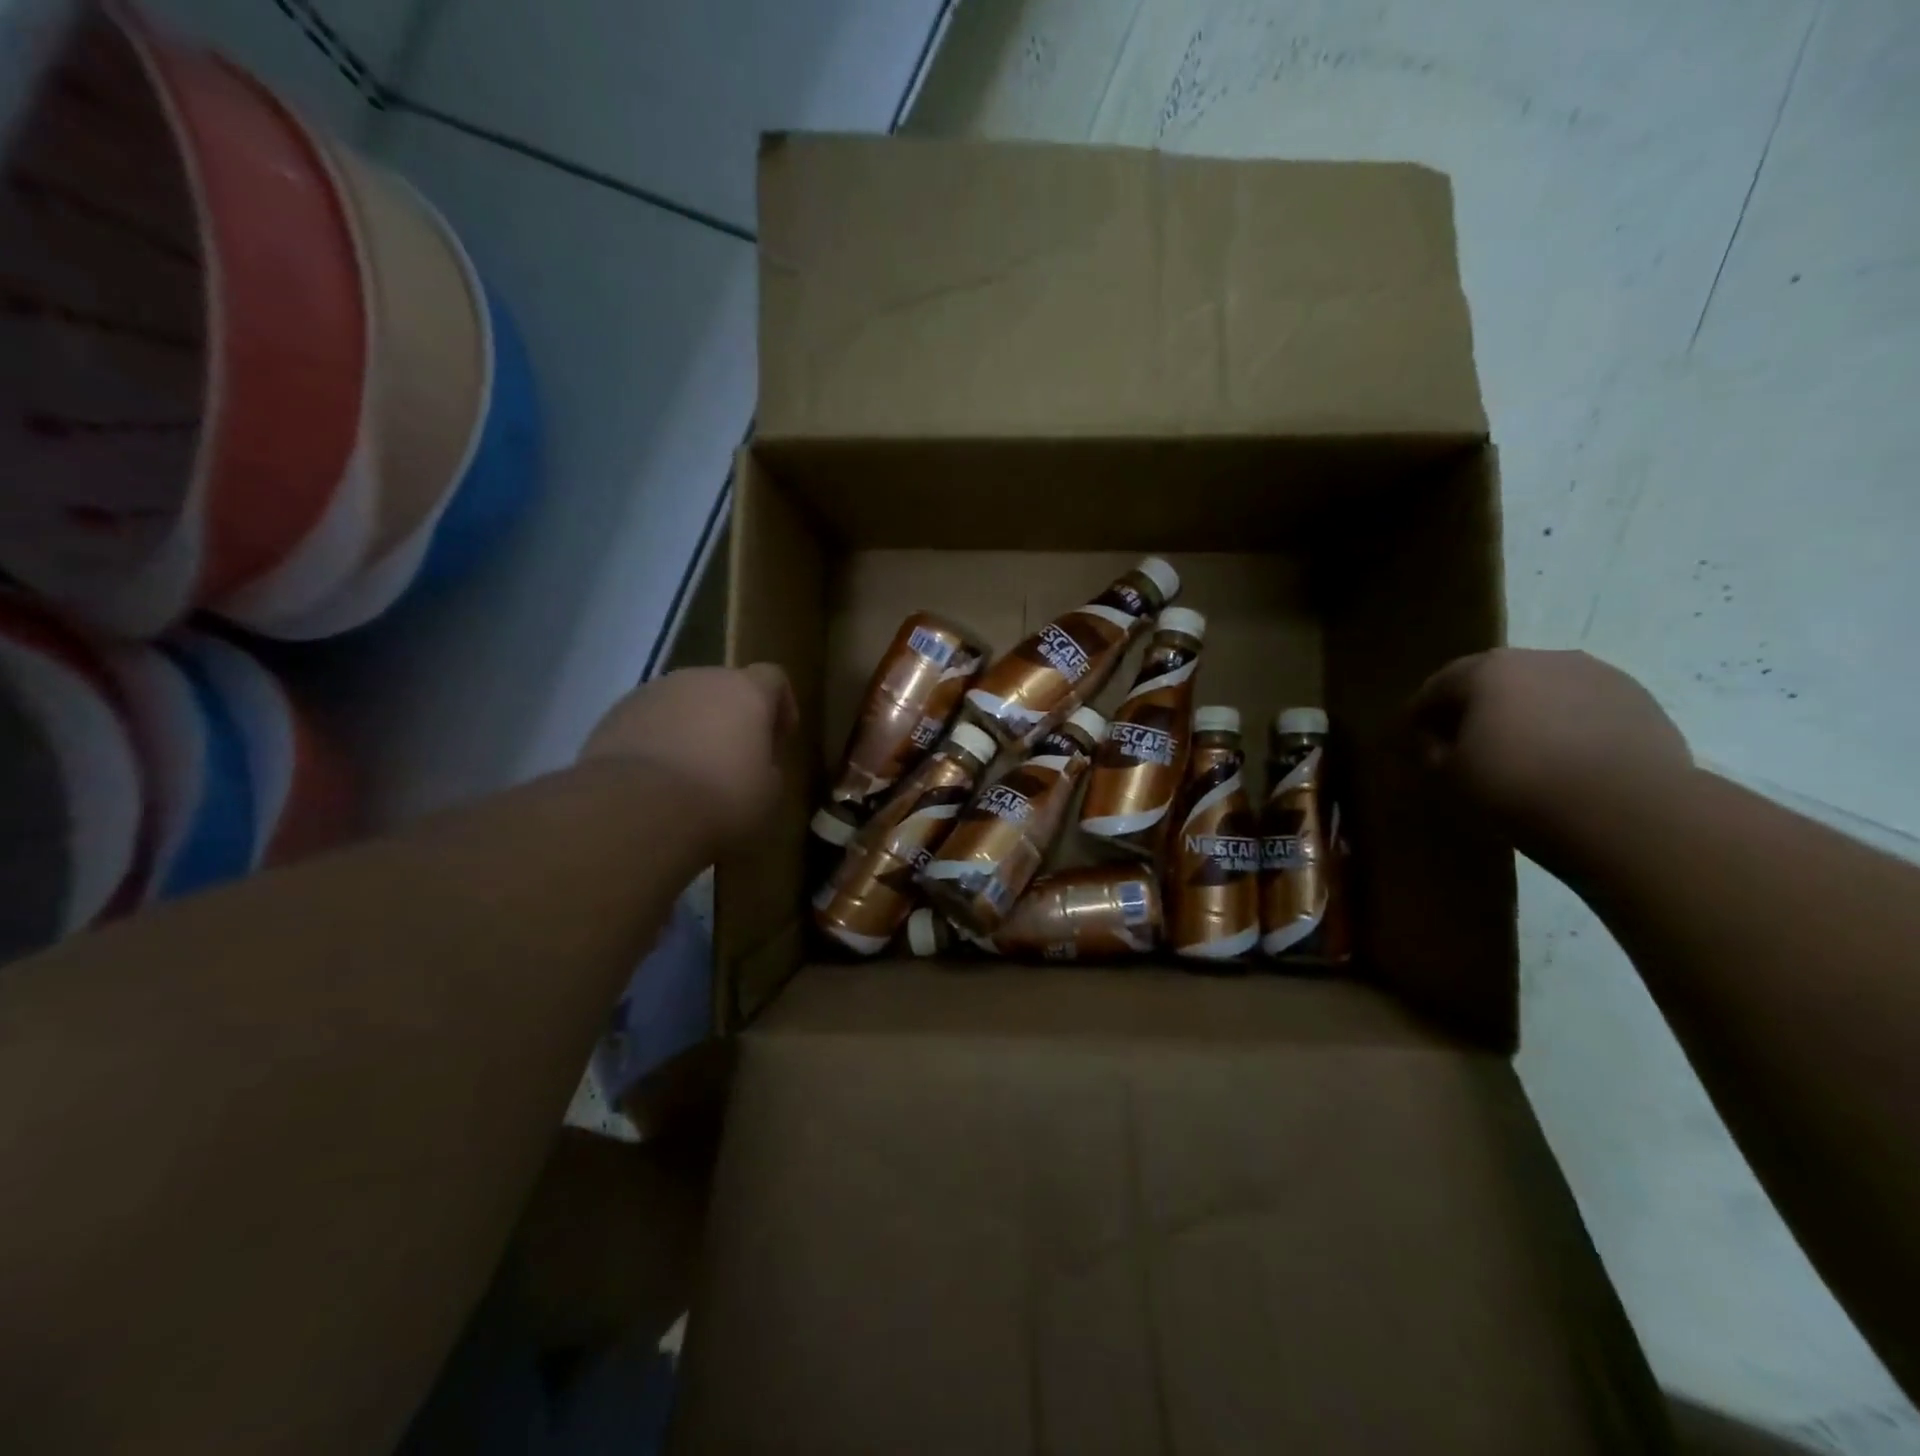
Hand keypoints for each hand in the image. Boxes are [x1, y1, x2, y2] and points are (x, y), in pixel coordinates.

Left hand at [582, 665, 795, 849]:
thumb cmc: (720, 798)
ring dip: (692, 727)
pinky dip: (657, 741)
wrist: (636, 810)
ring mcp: (652, 693)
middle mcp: (699, 679)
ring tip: (691, 771)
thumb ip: (768, 768)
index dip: (781, 704)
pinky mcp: (614, 715)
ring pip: (682, 703)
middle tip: (735, 757)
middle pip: (724, 687)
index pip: (773, 677)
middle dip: (731, 717)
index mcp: (745, 691)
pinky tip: (656, 779)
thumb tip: (756, 766)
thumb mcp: (768, 794)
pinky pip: (648, 722)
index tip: (780, 737)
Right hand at [1408, 649, 1691, 865]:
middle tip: (1465, 742)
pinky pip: (1583, 707)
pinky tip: (1565, 757)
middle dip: (1476, 707)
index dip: (1421, 712)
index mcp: (1486, 670)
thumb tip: (1436, 741)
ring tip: (1521, 750)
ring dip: (1526, 713)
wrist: (1627, 810)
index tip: (1413, 737)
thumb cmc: (1519, 785)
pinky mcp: (1638, 699)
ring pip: (1543, 690)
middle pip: (1493, 680)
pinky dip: (1566, 725)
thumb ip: (1434, 751)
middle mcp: (1539, 658)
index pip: (1438, 686)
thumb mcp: (1451, 775)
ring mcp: (1595, 674)